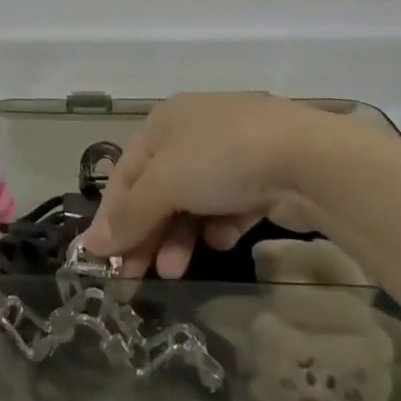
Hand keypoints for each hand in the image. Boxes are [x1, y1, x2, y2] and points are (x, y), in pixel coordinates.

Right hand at [75, 93, 332, 278]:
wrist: (309, 159)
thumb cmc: (220, 159)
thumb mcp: (165, 183)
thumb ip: (130, 216)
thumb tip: (91, 246)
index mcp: (163, 121)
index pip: (125, 172)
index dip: (111, 216)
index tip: (102, 259)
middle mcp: (192, 132)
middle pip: (157, 190)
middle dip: (145, 234)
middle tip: (134, 279)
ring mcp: (230, 154)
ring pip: (191, 203)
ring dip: (177, 238)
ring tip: (175, 272)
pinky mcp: (262, 177)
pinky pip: (227, 206)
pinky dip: (218, 226)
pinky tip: (221, 241)